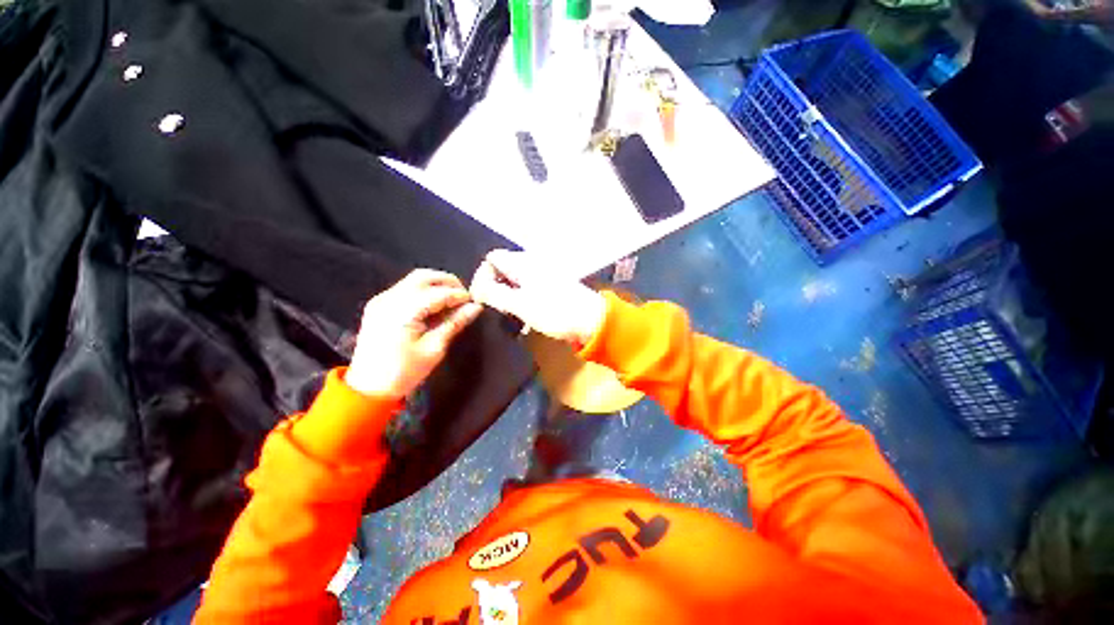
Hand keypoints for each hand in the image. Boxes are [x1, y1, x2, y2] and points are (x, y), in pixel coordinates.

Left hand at [346, 269, 482, 398]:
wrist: (367, 388)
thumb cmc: (404, 372)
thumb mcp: (434, 349)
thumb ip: (455, 323)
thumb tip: (476, 307)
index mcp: (402, 311)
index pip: (437, 293)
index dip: (459, 295)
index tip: (474, 303)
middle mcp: (389, 299)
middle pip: (423, 277)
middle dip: (448, 282)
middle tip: (464, 296)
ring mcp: (381, 300)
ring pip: (414, 279)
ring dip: (436, 285)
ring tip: (452, 300)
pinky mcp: (378, 305)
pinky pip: (405, 288)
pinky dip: (424, 290)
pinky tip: (434, 304)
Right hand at [470, 250, 605, 345]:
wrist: (592, 320)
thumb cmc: (554, 311)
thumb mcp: (520, 304)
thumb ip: (494, 294)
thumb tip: (476, 288)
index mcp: (523, 263)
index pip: (492, 258)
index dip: (482, 276)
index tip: (481, 298)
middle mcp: (532, 263)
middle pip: (503, 268)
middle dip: (495, 287)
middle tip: (496, 308)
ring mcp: (544, 274)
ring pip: (516, 280)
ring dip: (508, 296)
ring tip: (510, 315)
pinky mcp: (551, 287)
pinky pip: (528, 288)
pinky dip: (521, 299)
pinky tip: (525, 316)